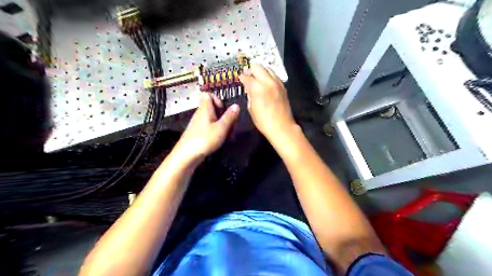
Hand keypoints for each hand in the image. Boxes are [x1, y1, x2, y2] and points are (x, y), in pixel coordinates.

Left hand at [173, 93, 240, 161]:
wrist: (187, 155)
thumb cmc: (205, 139)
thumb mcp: (222, 128)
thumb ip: (229, 116)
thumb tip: (236, 106)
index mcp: (205, 109)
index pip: (207, 94)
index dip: (217, 99)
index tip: (224, 109)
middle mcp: (200, 114)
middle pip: (211, 107)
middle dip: (222, 114)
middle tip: (228, 123)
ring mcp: (197, 123)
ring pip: (211, 118)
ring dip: (220, 123)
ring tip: (225, 133)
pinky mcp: (197, 132)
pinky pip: (208, 126)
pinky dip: (215, 130)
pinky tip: (218, 139)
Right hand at [240, 64, 295, 139]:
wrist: (282, 126)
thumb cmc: (263, 121)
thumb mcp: (251, 108)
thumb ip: (249, 95)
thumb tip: (248, 88)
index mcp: (257, 88)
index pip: (247, 76)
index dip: (241, 76)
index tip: (240, 77)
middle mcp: (267, 81)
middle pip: (257, 67)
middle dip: (251, 69)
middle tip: (247, 74)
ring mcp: (277, 82)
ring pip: (267, 68)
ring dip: (261, 71)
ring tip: (257, 77)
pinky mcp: (283, 86)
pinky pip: (274, 75)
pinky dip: (268, 75)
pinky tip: (265, 82)